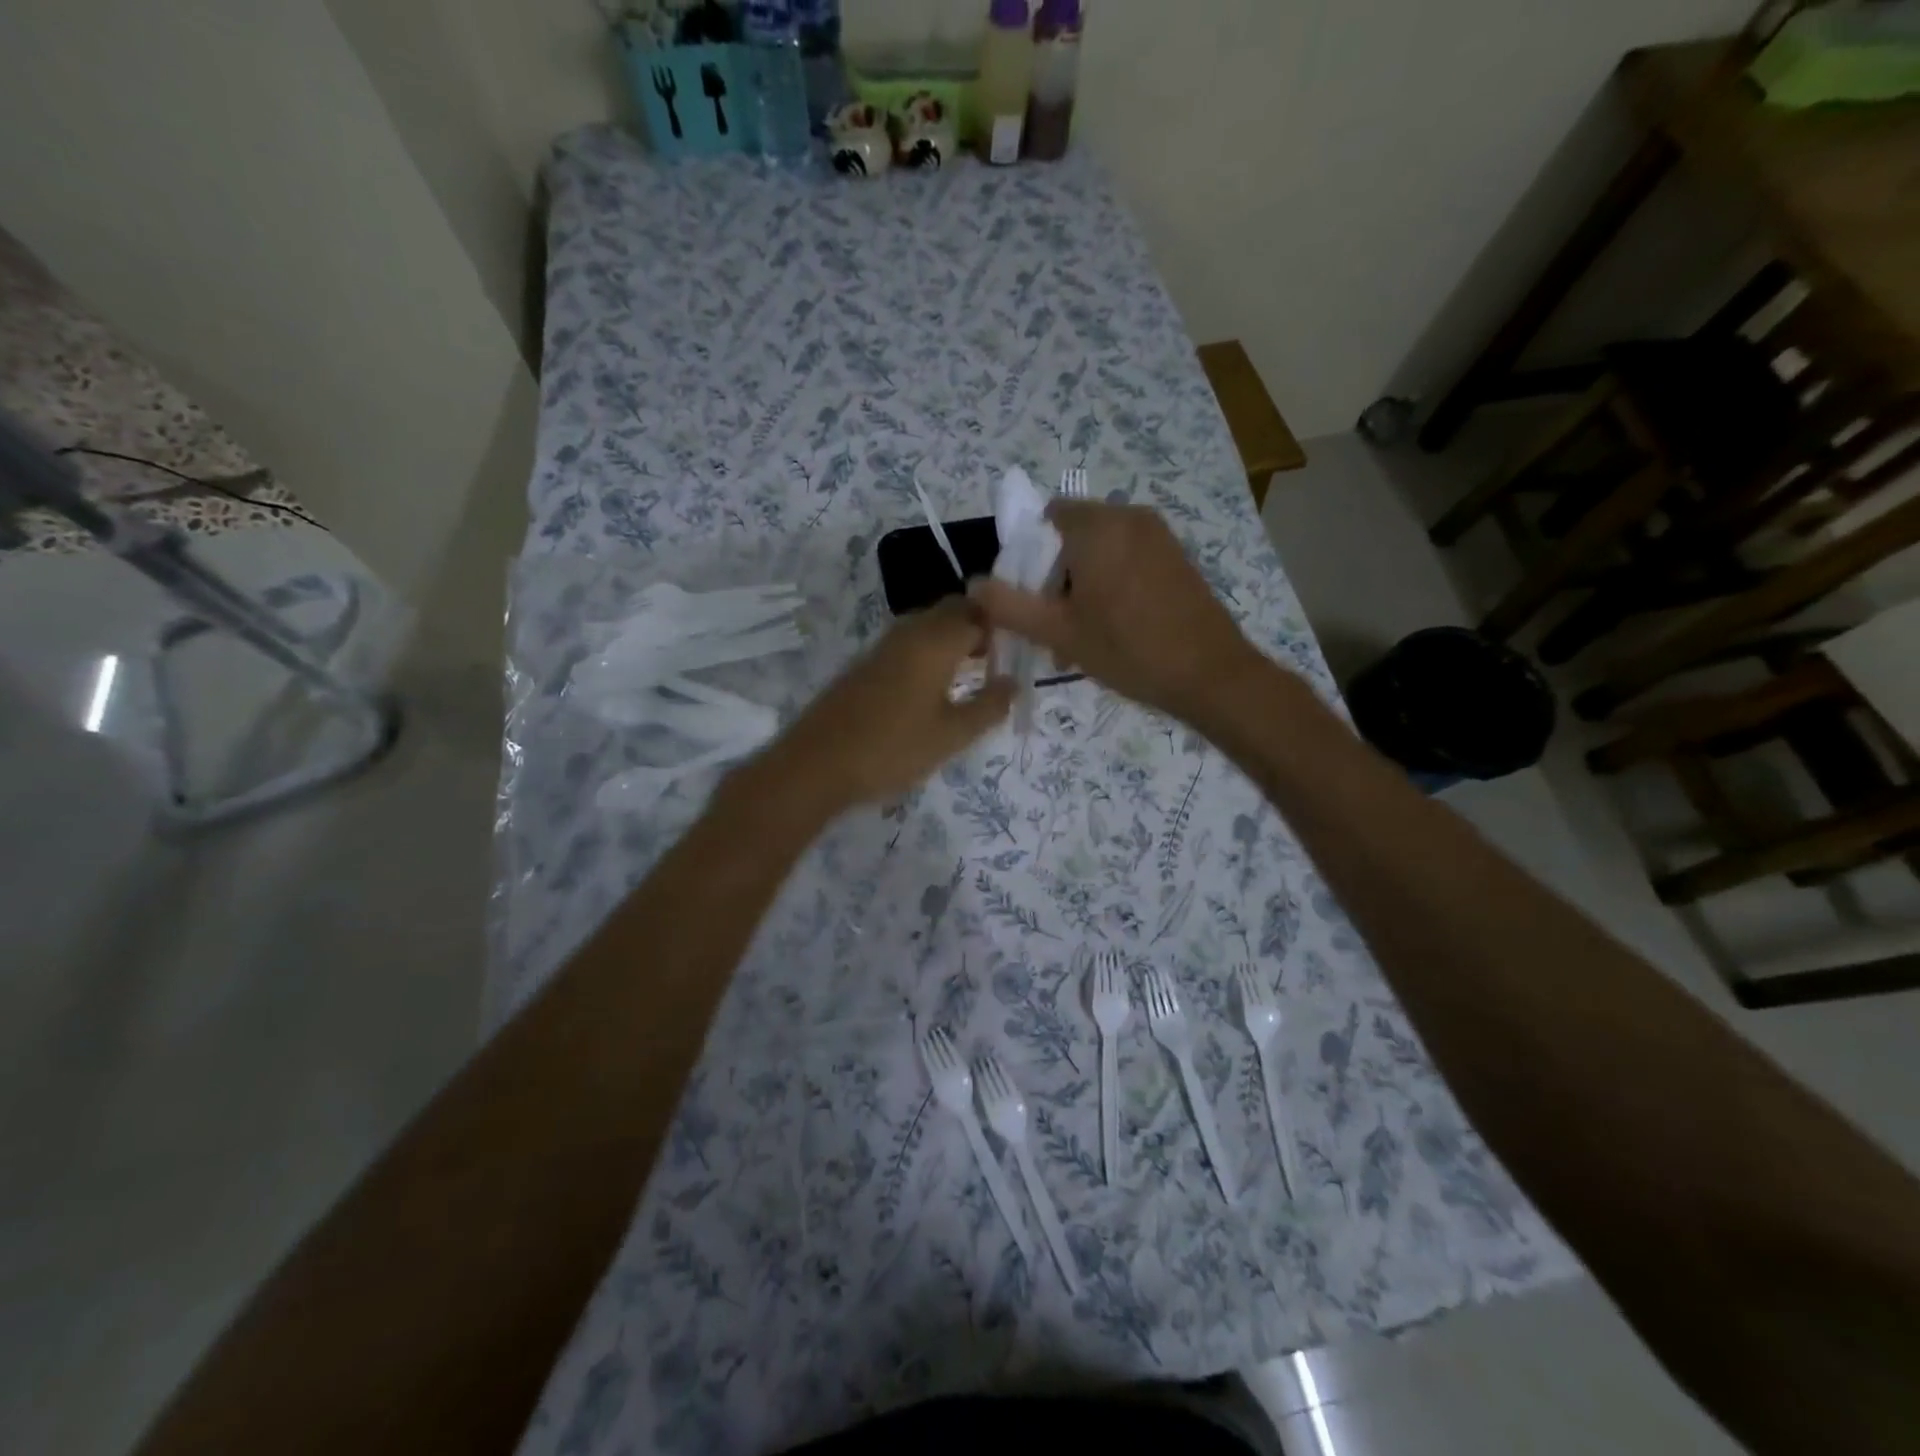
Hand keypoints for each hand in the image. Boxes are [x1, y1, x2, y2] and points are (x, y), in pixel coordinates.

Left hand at [769, 598, 1014, 807]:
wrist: (817, 765)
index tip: (1014, 652)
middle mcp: (908, 633)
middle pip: (950, 612)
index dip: (1000, 626)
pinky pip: (907, 645)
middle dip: (976, 628)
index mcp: (934, 641)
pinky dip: (927, 655)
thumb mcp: (952, 736)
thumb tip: (1013, 683)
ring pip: (926, 627)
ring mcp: (881, 648)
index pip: (977, 612)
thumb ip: (989, 707)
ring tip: (969, 676)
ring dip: (951, 641)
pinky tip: (931, 690)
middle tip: (994, 662)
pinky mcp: (864, 666)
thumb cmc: (893, 749)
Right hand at [969, 500, 1258, 726]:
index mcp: (1098, 525)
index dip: (1028, 555)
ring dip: (1081, 586)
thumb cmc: (1129, 650)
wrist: (1211, 674)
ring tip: (1080, 637)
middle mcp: (1129, 516)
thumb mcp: (1060, 632)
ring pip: (1100, 551)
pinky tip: (1112, 629)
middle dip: (1055, 577)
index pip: (1045, 517)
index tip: (1030, 598)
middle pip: (1072, 535)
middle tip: (1053, 627)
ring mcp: (1158, 535)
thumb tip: (972, 585)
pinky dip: (1110, 585)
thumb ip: (1010, 606)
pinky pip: (1128, 559)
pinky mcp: (1176, 557)